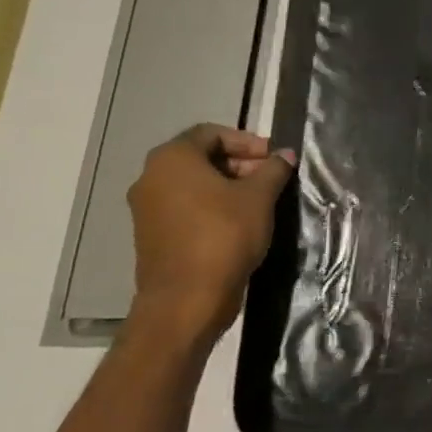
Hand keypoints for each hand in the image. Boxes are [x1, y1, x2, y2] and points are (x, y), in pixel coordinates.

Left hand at [127, 124, 294, 346]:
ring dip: (228, 186)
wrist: (187, 298)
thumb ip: (274, 170)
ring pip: (193, 184)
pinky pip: (186, 207)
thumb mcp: (260, 197)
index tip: (273, 158)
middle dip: (239, 163)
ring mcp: (147, 208)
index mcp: (172, 159)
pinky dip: (212, 206)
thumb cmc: (224, 235)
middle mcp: (151, 177)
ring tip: (261, 201)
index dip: (247, 141)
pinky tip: (240, 222)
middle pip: (201, 157)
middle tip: (271, 178)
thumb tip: (284, 155)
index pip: (211, 133)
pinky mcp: (152, 234)